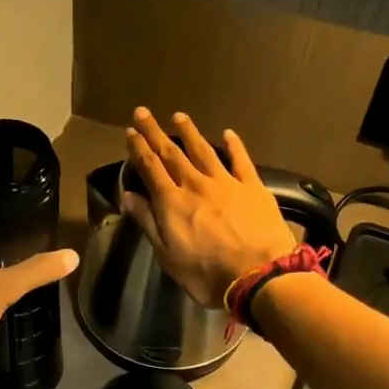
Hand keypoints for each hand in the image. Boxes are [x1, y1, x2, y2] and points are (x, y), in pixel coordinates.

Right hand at [121, 109, 296, 307]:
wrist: (259, 276)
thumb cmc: (207, 274)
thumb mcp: (168, 256)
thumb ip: (148, 223)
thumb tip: (129, 196)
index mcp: (172, 202)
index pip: (150, 168)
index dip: (139, 149)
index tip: (130, 131)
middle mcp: (196, 185)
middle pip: (172, 154)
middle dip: (155, 133)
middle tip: (144, 112)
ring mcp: (226, 183)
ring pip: (204, 151)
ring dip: (189, 133)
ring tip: (179, 116)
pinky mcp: (253, 188)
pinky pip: (241, 161)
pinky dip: (234, 146)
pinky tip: (228, 134)